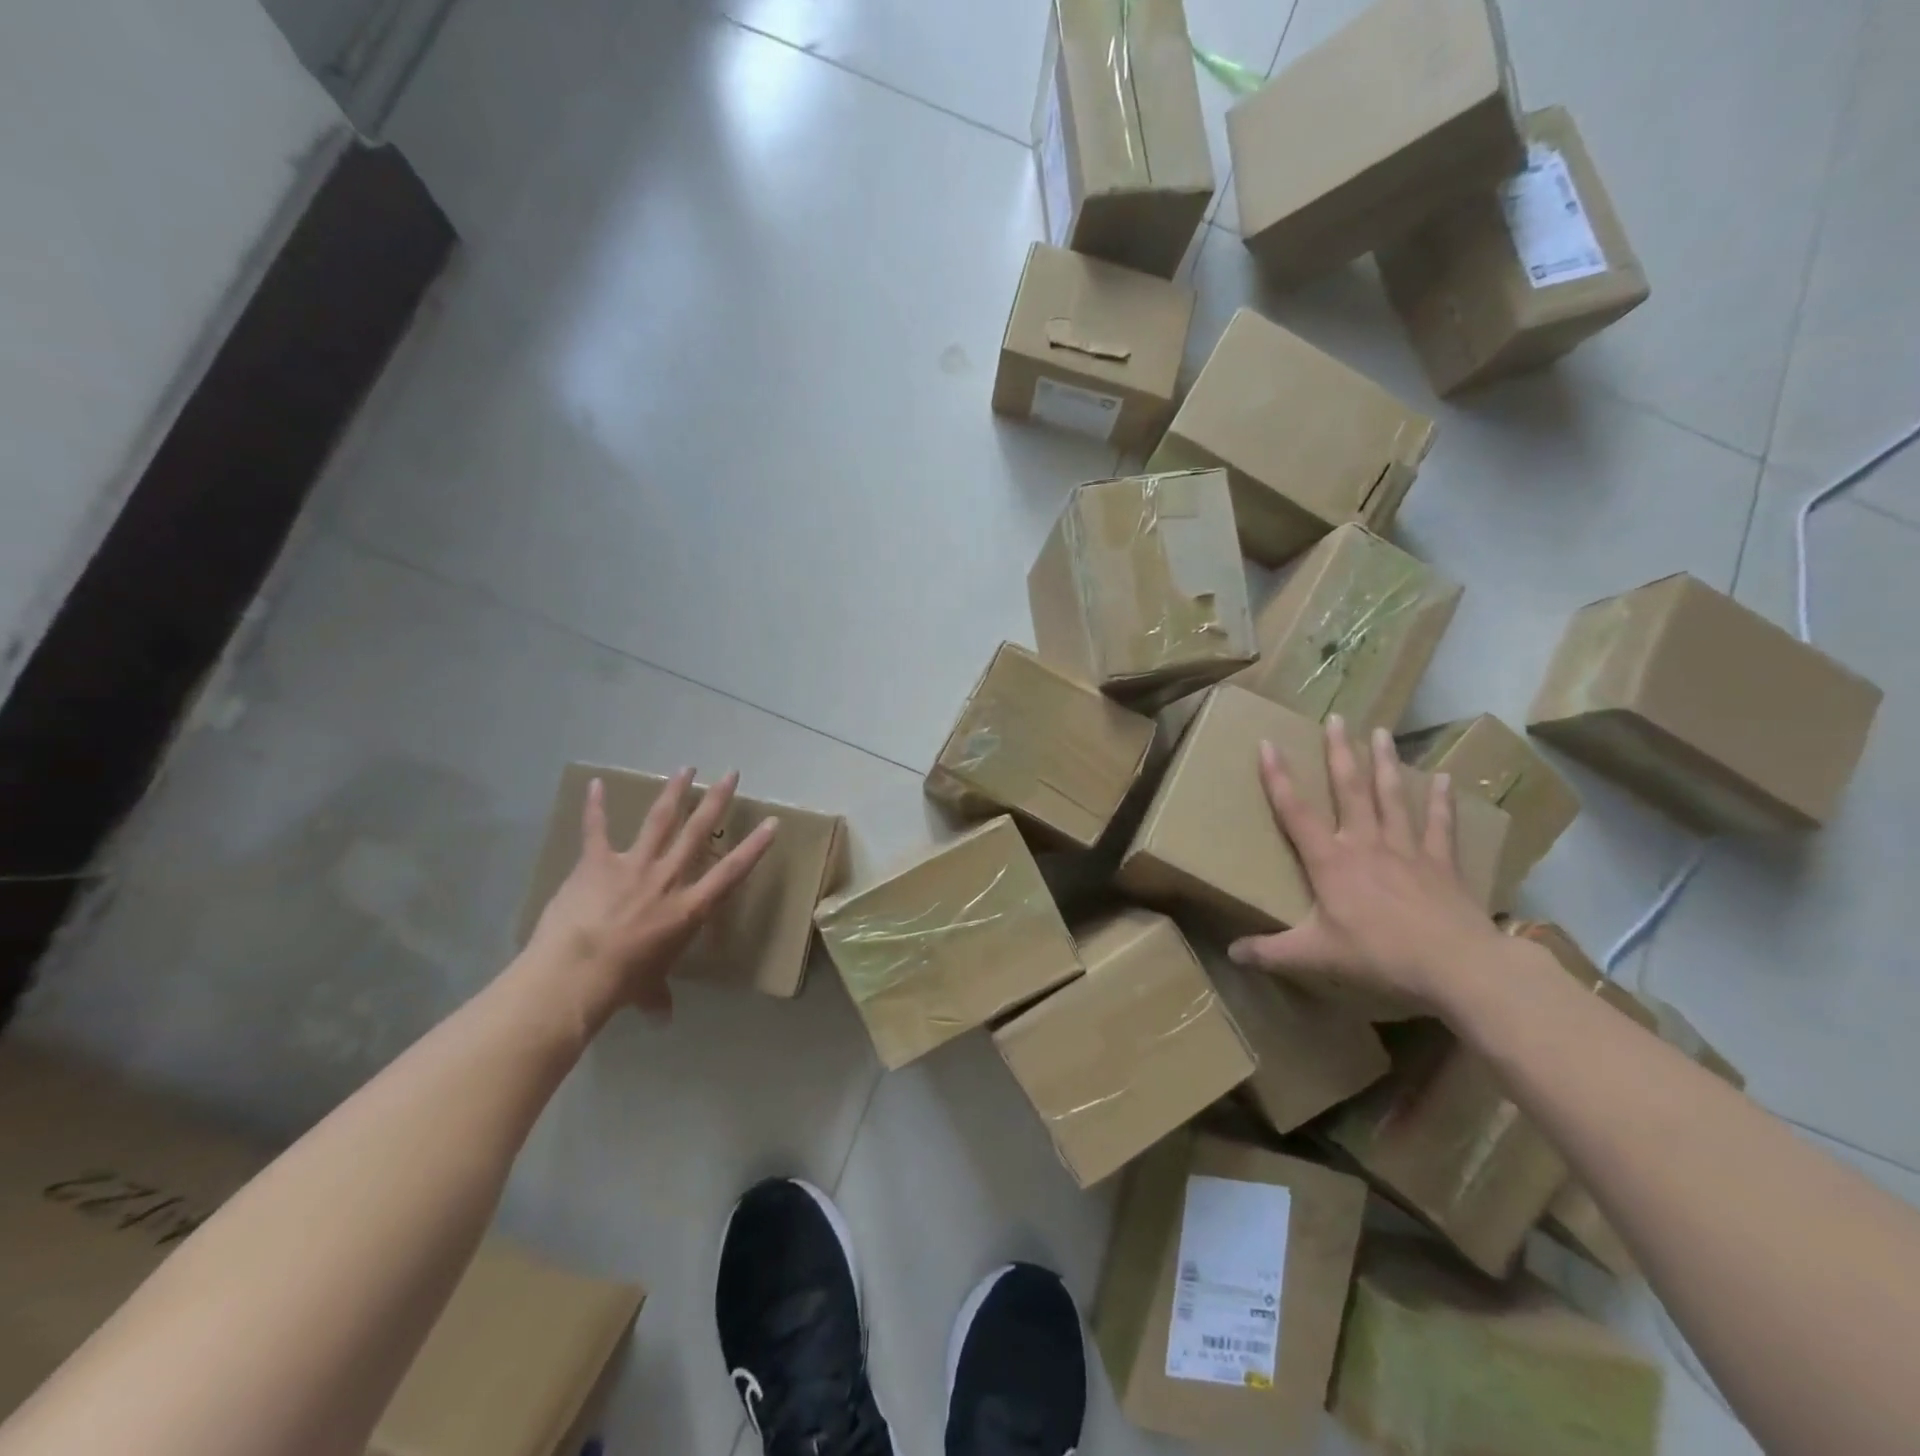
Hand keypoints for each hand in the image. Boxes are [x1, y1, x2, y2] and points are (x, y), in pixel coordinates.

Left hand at [527, 768, 778, 1024]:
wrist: (576, 973)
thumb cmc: (621, 984)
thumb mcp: (647, 991)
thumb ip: (658, 998)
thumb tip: (663, 1018)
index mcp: (688, 909)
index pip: (731, 873)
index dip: (753, 847)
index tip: (772, 823)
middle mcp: (667, 879)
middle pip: (698, 832)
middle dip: (717, 801)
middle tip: (730, 774)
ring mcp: (632, 866)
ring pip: (659, 820)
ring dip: (673, 792)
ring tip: (685, 768)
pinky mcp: (596, 864)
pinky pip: (595, 830)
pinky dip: (594, 806)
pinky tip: (594, 783)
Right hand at [1227, 717, 1504, 1012]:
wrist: (1457, 965)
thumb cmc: (1379, 955)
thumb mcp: (1315, 956)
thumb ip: (1271, 953)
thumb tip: (1231, 954)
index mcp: (1331, 862)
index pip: (1296, 812)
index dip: (1278, 778)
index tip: (1267, 743)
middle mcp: (1366, 844)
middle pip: (1350, 790)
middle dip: (1340, 753)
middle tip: (1337, 719)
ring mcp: (1407, 850)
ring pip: (1392, 797)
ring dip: (1385, 763)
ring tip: (1381, 732)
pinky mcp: (1442, 864)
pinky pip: (1440, 825)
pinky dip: (1440, 801)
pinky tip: (1443, 777)